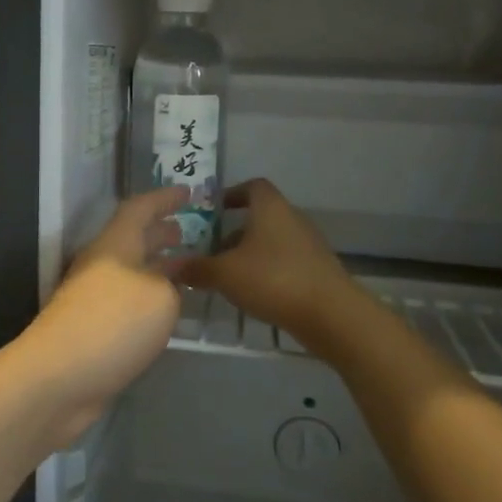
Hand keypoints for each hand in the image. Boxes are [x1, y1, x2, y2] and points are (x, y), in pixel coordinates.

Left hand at [17, 189, 185, 445]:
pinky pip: (128, 302)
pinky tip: (168, 313)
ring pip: (132, 272)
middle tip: (189, 230)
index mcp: (114, 245)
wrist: (58, 378)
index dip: (163, 198)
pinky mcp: (92, 330)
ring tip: (188, 269)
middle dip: (160, 232)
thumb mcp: (159, 297)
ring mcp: (92, 299)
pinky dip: (150, 299)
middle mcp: (100, 265)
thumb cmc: (112, 324)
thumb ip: (171, 284)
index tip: (189, 192)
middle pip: (132, 239)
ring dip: (158, 267)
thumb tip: (165, 287)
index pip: (139, 209)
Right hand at [175, 179, 352, 340]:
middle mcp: (292, 218)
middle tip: (211, 250)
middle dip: (234, 231)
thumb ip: (196, 269)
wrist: (331, 314)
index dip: (232, 194)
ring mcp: (309, 244)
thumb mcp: (224, 274)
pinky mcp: (318, 269)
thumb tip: (170, 267)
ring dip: (250, 253)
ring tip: (228, 275)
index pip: (252, 186)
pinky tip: (253, 293)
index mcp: (270, 208)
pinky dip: (268, 270)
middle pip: (260, 216)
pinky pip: (285, 261)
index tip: (212, 210)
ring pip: (272, 241)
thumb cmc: (273, 279)